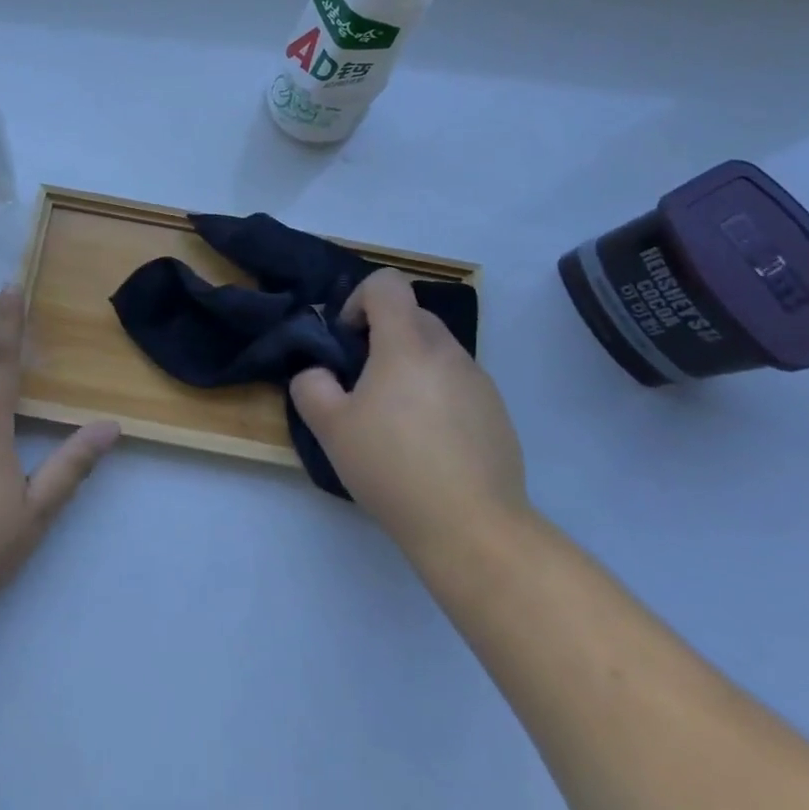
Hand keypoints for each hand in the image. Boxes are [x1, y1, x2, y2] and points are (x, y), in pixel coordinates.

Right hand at [289, 269, 528, 563]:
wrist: (472, 526)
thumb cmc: (392, 467)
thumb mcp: (330, 428)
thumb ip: (311, 386)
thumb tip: (318, 373)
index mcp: (407, 344)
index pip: (386, 283)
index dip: (358, 300)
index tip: (348, 342)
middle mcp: (448, 351)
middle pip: (412, 315)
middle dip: (382, 335)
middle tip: (363, 382)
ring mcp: (479, 381)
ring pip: (436, 350)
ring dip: (410, 365)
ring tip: (395, 418)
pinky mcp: (497, 412)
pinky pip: (458, 382)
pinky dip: (436, 394)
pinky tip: (427, 443)